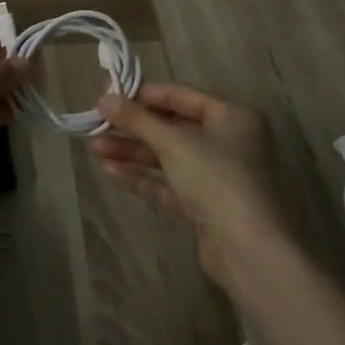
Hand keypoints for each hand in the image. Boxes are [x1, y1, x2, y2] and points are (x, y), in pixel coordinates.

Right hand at [91, 83, 286, 289]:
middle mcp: (228, 142)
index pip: (182, 96)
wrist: (248, 250)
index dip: (144, 94)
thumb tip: (103, 97)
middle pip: (173, 127)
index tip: (109, 94)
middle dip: (135, 127)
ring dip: (134, 151)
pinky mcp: (206, 206)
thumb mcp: (173, 143)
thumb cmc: (217, 180)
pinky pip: (170, 183)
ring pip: (169, 157)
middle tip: (98, 122)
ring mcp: (218, 176)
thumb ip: (137, 119)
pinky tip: (111, 171)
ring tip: (96, 147)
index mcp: (232, 117)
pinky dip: (143, 177)